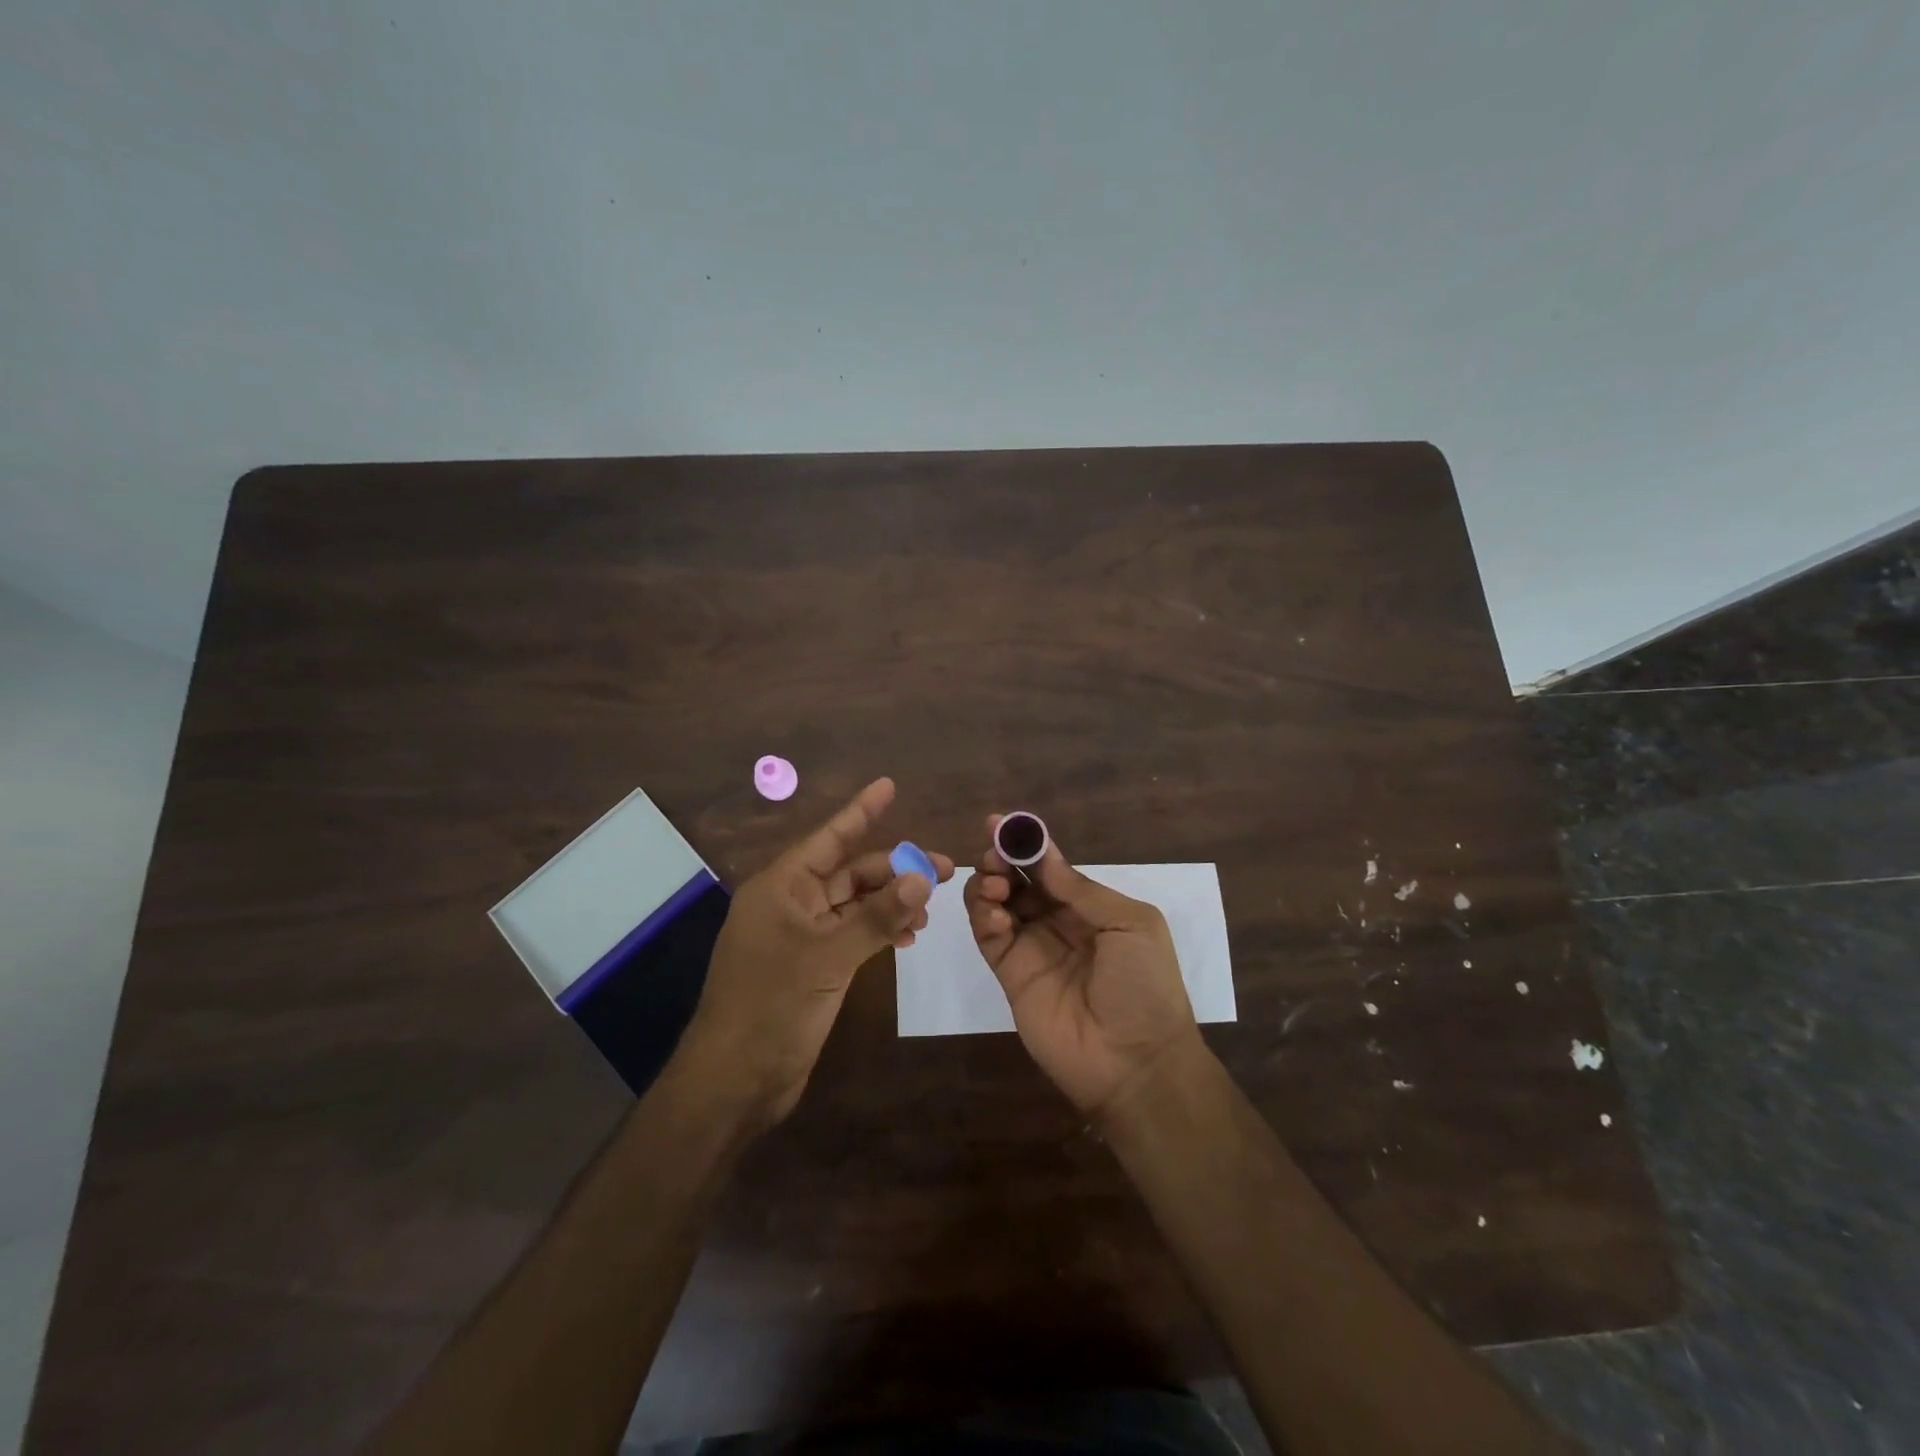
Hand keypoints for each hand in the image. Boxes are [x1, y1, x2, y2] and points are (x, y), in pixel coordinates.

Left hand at [680, 778, 952, 1127]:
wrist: (735, 1081)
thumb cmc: (772, 1006)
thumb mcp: (828, 957)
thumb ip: (877, 916)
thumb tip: (922, 875)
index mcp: (781, 887)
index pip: (828, 837)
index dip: (861, 811)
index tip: (889, 785)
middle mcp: (790, 903)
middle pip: (849, 872)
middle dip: (894, 868)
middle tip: (945, 870)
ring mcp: (800, 936)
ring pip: (854, 904)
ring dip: (891, 902)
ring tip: (930, 911)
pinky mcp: (811, 966)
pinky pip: (852, 934)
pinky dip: (879, 931)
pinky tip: (907, 938)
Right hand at [963, 814, 1201, 1120]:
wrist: (1135, 1062)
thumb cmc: (1144, 985)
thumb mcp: (1130, 925)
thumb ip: (1081, 889)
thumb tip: (1042, 854)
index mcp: (1090, 906)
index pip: (1050, 867)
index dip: (1026, 844)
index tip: (1001, 823)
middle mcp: (1057, 922)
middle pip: (1018, 880)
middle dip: (1002, 860)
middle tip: (993, 856)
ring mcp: (1031, 947)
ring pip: (997, 903)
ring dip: (989, 885)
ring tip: (995, 887)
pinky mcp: (1010, 974)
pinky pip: (988, 937)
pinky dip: (983, 917)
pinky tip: (995, 915)